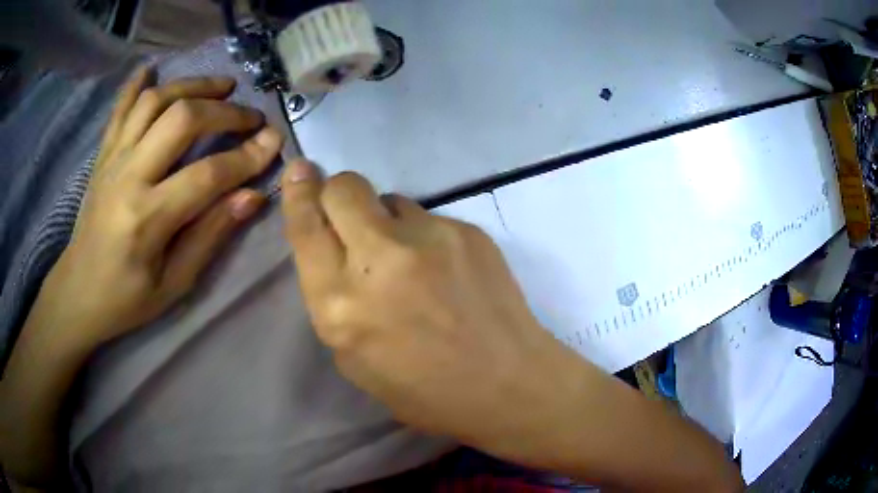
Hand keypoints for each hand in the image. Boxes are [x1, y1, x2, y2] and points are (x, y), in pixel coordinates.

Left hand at [46, 67, 282, 346]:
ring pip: (155, 101)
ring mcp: (112, 160)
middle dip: (224, 111)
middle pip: (181, 119)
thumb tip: (252, 196)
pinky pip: (120, 109)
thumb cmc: (126, 300)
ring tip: (221, 86)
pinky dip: (137, 84)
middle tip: (250, 116)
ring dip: (193, 85)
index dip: (247, 157)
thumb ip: (210, 236)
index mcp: (147, 219)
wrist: (77, 293)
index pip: (207, 175)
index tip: (274, 141)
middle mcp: (128, 177)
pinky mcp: (103, 155)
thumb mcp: (174, 284)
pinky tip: (153, 68)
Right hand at [280, 161, 579, 452]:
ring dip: (386, 220)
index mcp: (340, 304)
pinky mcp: (467, 230)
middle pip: (344, 188)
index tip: (299, 170)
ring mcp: (429, 237)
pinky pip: (429, 217)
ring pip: (390, 199)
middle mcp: (379, 259)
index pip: (306, 226)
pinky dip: (425, 236)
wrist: (506, 383)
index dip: (298, 193)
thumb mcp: (354, 359)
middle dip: (337, 193)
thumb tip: (333, 247)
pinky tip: (446, 271)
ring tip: (409, 260)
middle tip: (350, 216)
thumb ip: (333, 299)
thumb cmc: (424, 390)